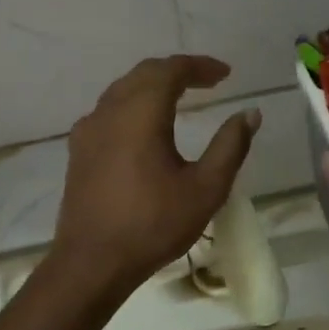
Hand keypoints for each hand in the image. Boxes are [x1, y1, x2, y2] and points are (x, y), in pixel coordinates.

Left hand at [51, 56, 261, 296]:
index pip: (171, 70)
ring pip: (123, 90)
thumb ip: (230, 146)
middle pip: (145, 73)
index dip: (200, 66)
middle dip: (178, 71)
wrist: (92, 263)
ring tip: (181, 97)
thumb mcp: (205, 188)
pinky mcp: (78, 150)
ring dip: (153, 86)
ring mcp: (88, 130)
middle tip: (209, 82)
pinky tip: (145, 126)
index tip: (226, 75)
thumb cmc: (153, 225)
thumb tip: (250, 113)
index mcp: (141, 113)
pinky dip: (133, 104)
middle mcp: (110, 111)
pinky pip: (108, 110)